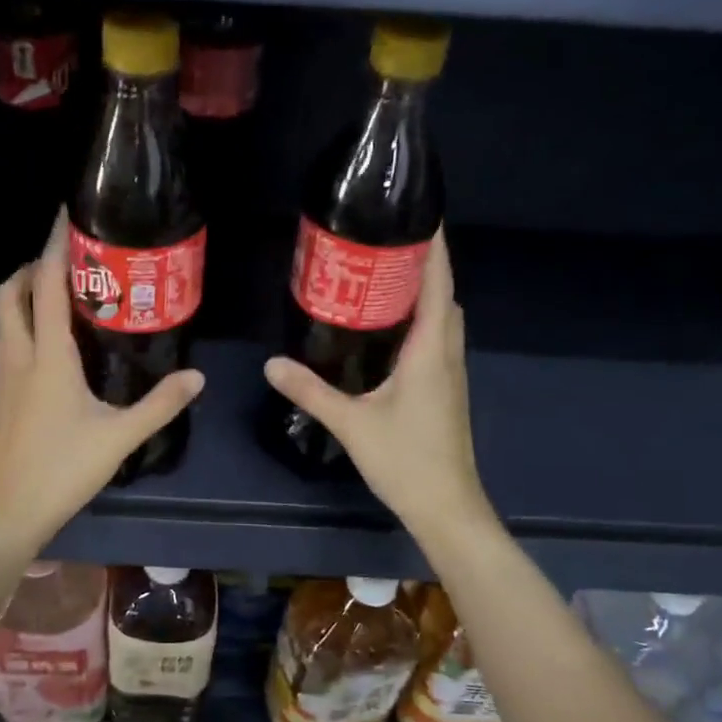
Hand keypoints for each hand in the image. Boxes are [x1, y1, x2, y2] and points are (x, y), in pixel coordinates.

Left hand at [0, 214, 204, 559]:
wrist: (7, 512)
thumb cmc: (64, 471)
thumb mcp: (120, 438)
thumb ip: (160, 405)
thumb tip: (197, 378)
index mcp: (48, 358)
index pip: (47, 287)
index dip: (54, 248)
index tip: (65, 218)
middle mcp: (17, 358)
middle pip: (10, 293)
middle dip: (32, 268)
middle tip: (65, 265)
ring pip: (2, 322)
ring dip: (23, 300)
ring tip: (59, 303)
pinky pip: (4, 349)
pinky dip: (20, 332)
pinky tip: (47, 358)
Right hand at [263, 229, 497, 543]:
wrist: (446, 507)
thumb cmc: (406, 461)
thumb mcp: (352, 424)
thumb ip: (311, 391)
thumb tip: (271, 364)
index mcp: (431, 351)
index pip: (438, 285)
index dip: (433, 248)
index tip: (420, 214)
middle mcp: (447, 354)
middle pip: (442, 296)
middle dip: (421, 264)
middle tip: (384, 242)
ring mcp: (449, 374)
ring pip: (441, 319)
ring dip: (421, 293)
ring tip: (381, 276)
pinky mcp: (444, 390)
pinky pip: (435, 339)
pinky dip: (418, 321)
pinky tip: (385, 329)